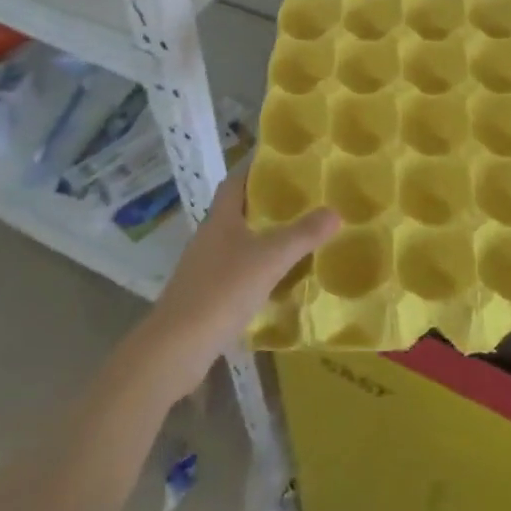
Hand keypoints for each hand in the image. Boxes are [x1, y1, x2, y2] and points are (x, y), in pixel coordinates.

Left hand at [133, 169, 338, 398]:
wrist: (176, 348)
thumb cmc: (222, 292)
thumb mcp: (269, 260)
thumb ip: (302, 235)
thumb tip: (335, 211)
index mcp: (220, 219)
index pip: (235, 182)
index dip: (255, 169)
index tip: (283, 162)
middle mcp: (209, 237)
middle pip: (237, 211)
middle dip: (266, 204)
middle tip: (302, 199)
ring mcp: (204, 268)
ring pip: (238, 242)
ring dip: (262, 238)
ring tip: (297, 237)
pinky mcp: (204, 296)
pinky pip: (236, 272)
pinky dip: (257, 270)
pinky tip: (278, 281)